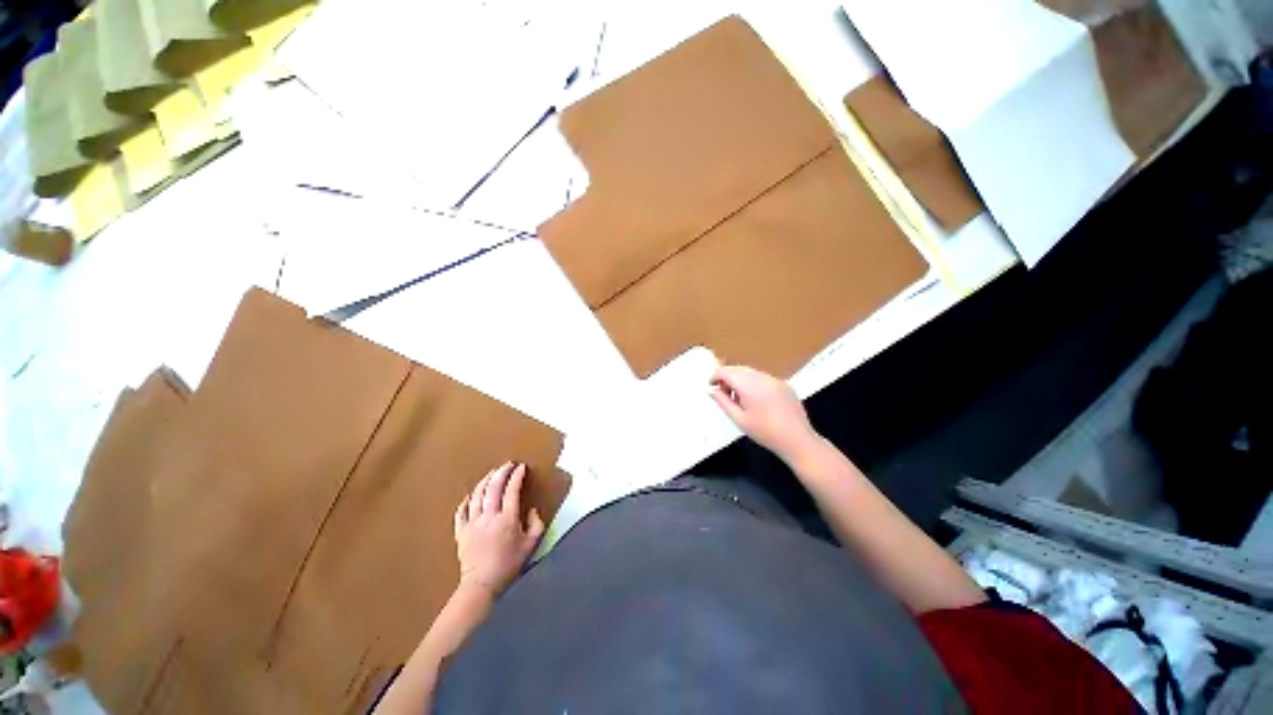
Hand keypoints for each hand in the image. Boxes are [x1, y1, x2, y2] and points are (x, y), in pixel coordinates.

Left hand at [454, 462, 544, 596]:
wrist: (481, 585)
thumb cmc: (508, 565)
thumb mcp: (531, 545)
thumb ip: (536, 524)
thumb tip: (531, 510)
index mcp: (507, 519)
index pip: (512, 490)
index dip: (517, 476)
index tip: (522, 467)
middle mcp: (489, 516)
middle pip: (494, 487)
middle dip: (501, 472)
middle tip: (508, 464)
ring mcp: (472, 522)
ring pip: (477, 494)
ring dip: (485, 481)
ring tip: (492, 473)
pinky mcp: (461, 531)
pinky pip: (461, 510)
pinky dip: (467, 499)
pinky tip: (471, 494)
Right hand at [709, 365, 819, 462]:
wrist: (797, 440)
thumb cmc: (765, 433)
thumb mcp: (739, 419)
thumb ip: (722, 402)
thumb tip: (711, 390)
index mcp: (749, 386)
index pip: (726, 371)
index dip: (715, 376)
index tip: (710, 385)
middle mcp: (762, 378)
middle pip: (738, 369)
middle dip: (727, 377)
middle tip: (723, 393)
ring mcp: (774, 379)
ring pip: (750, 372)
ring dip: (740, 380)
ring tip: (739, 399)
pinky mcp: (783, 384)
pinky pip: (763, 377)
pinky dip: (753, 382)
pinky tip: (756, 400)